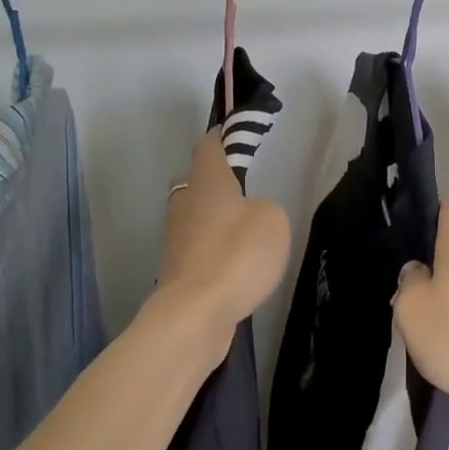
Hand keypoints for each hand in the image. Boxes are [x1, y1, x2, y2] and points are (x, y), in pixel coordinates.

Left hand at [153, 130, 291, 359]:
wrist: (196, 314)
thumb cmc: (236, 254)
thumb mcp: (272, 221)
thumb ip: (264, 208)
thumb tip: (249, 215)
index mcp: (207, 180)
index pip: (209, 146)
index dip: (222, 138)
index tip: (237, 136)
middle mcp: (185, 202)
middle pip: (194, 180)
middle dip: (213, 180)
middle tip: (242, 188)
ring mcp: (176, 237)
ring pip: (193, 214)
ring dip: (212, 217)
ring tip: (242, 228)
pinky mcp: (177, 268)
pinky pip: (196, 246)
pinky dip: (211, 247)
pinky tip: (233, 261)